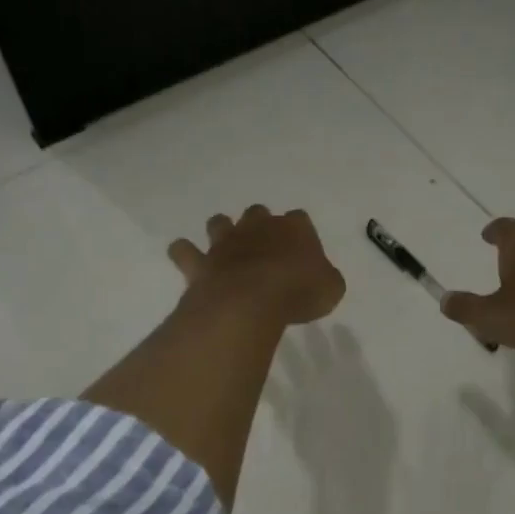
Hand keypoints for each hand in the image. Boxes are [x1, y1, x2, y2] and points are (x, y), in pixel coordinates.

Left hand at [169, 205, 345, 328]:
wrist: (252, 300)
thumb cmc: (299, 291)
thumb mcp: (330, 289)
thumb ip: (325, 279)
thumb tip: (321, 279)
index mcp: (295, 229)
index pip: (300, 219)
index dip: (301, 234)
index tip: (302, 251)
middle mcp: (258, 227)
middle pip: (258, 213)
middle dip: (259, 225)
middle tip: (264, 246)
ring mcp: (226, 242)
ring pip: (219, 223)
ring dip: (222, 231)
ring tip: (226, 247)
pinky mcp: (202, 262)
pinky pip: (184, 250)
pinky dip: (185, 253)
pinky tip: (187, 258)